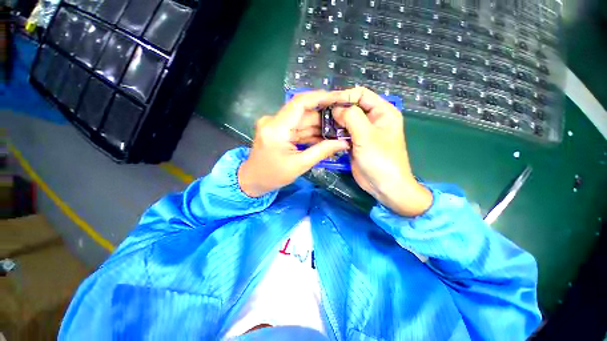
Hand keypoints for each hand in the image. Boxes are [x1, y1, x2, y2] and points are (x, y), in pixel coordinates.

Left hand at [238, 91, 349, 196]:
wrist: (253, 180)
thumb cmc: (273, 176)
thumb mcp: (299, 165)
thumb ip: (322, 151)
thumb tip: (344, 143)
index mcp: (276, 128)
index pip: (300, 103)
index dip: (321, 97)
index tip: (339, 97)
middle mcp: (274, 121)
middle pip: (304, 112)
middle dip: (325, 117)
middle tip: (345, 121)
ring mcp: (275, 124)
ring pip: (303, 120)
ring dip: (320, 126)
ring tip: (339, 130)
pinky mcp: (278, 130)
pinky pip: (298, 128)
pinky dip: (311, 132)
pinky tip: (326, 137)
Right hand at [332, 87, 432, 216]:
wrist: (384, 186)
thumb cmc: (381, 160)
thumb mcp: (367, 136)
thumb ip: (352, 117)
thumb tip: (336, 108)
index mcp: (382, 112)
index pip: (361, 94)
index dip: (344, 96)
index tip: (328, 104)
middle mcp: (373, 119)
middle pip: (352, 106)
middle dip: (338, 110)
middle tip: (322, 116)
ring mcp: (364, 132)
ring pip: (346, 120)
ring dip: (335, 122)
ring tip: (322, 126)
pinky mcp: (356, 143)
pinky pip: (344, 133)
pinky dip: (336, 133)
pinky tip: (327, 135)